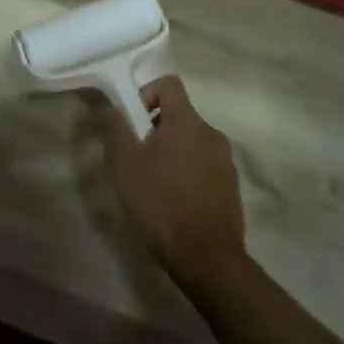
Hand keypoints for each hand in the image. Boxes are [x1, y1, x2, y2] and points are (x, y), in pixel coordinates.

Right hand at [98, 76, 245, 291]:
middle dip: (154, 128)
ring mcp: (225, 160)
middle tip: (136, 158)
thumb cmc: (161, 204)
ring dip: (171, 151)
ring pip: (191, 141)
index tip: (133, 122)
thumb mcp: (125, 164)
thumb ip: (115, 127)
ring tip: (154, 183)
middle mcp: (211, 133)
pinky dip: (187, 172)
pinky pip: (204, 164)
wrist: (208, 260)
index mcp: (187, 121)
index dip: (146, 93)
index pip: (168, 83)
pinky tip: (174, 202)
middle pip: (179, 114)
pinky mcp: (231, 186)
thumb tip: (112, 106)